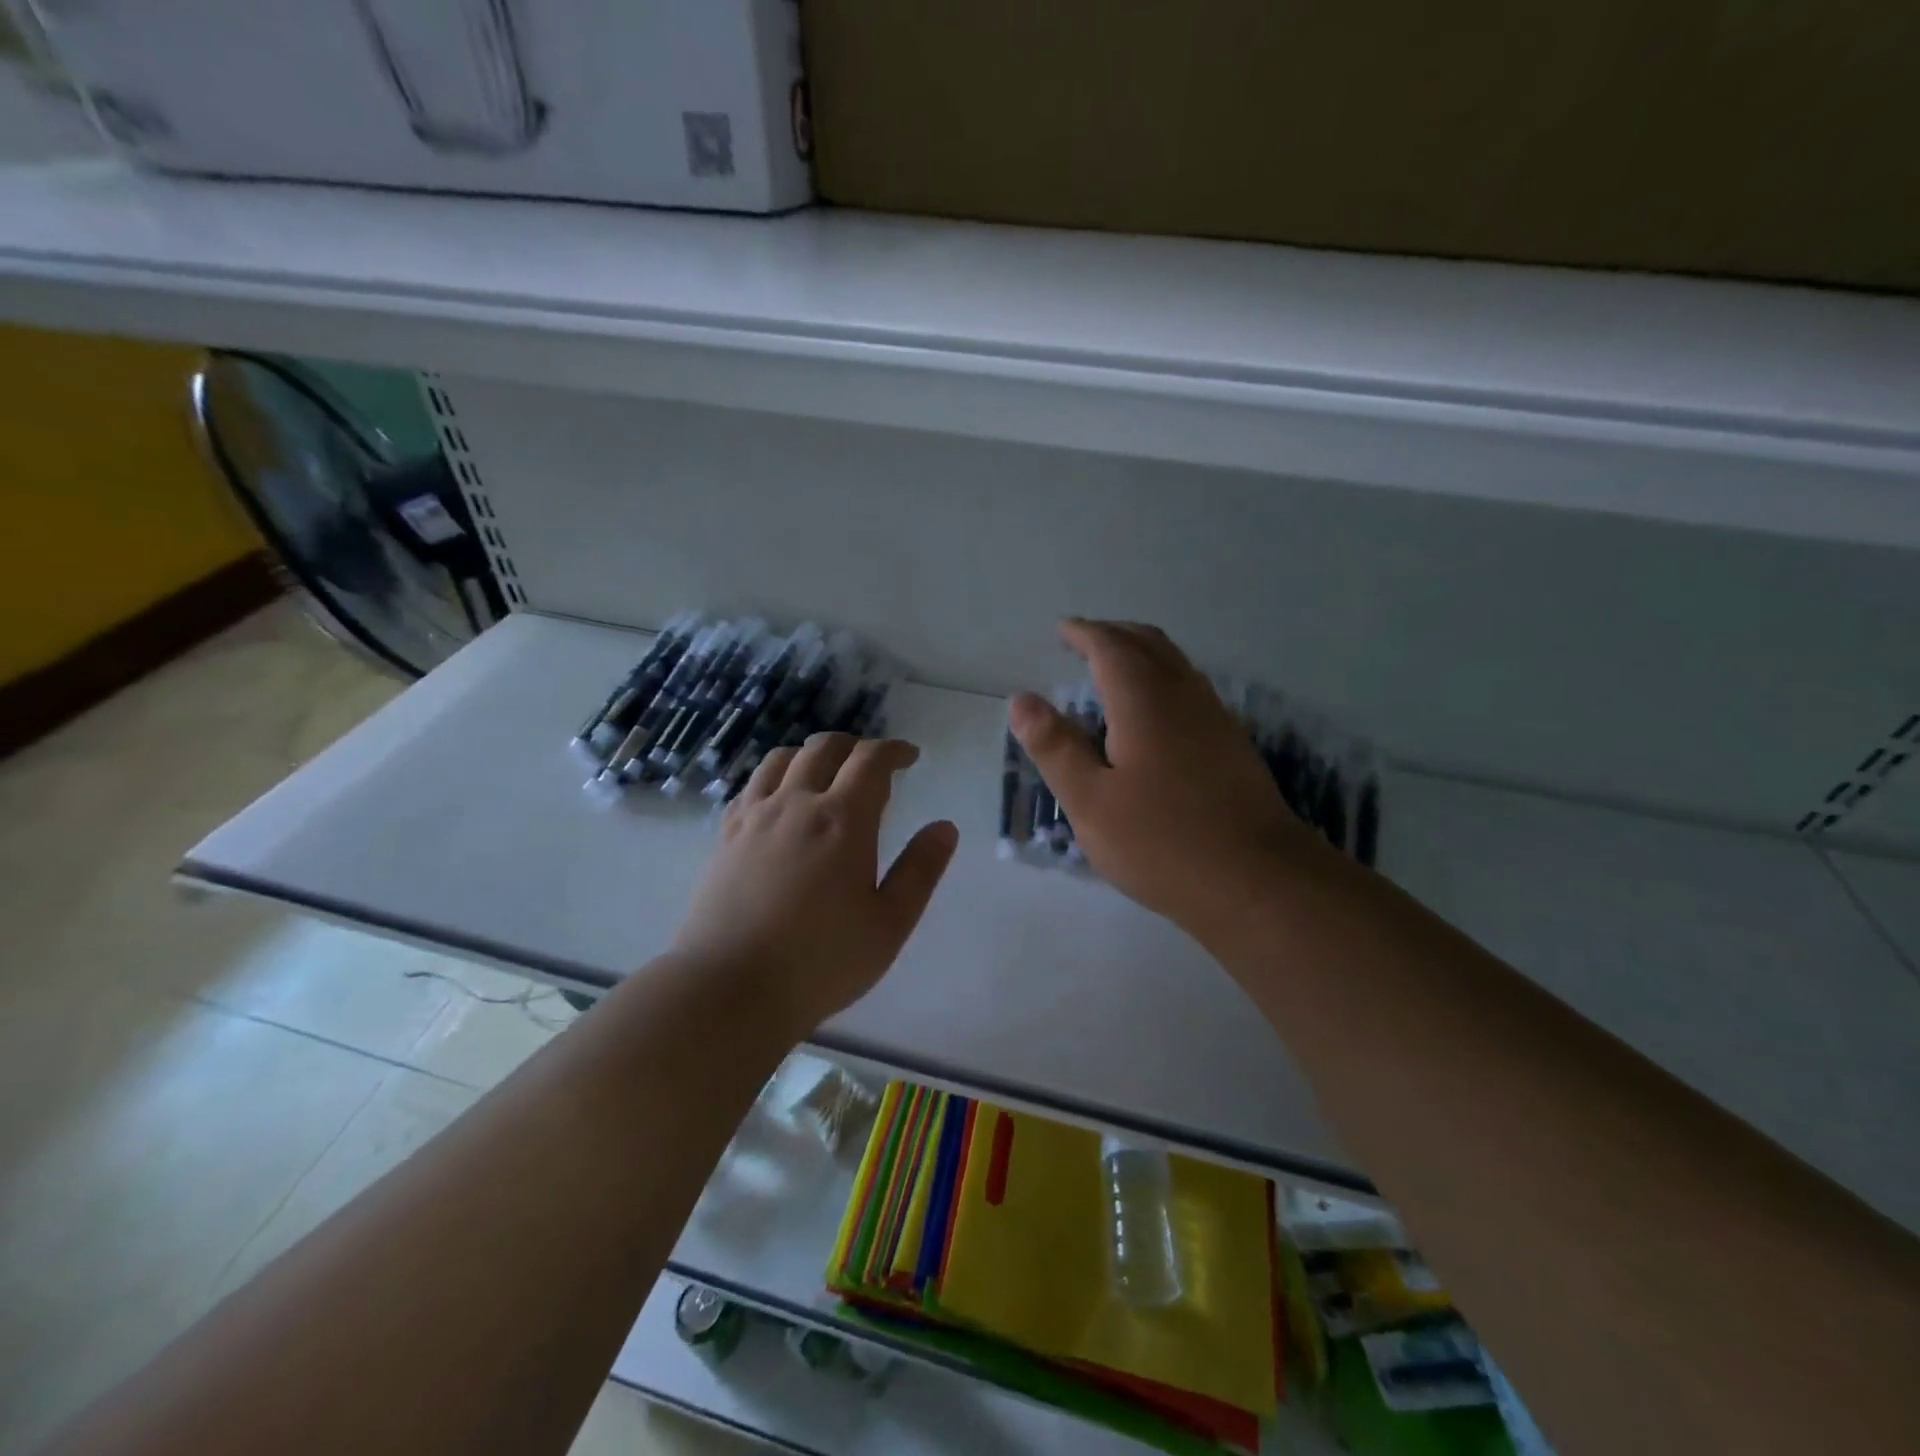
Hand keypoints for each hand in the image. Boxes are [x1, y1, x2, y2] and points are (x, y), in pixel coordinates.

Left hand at [671, 733, 958, 1035]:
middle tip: (871, 762)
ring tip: (824, 772)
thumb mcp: (889, 924)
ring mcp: (754, 818)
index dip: (893, 751)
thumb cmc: (821, 961)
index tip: (908, 757)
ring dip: (810, 754)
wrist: (730, 988)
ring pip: (781, 760)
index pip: (871, 761)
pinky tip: (778, 801)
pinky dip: (774, 778)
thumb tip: (944, 828)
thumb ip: (920, 871)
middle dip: (854, 746)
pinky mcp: (725, 837)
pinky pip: (750, 787)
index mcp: (842, 820)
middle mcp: (796, 804)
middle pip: (824, 749)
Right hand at [1010, 619, 1321, 939]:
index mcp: (1145, 702)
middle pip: (1149, 644)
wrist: (1259, 881)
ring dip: (1141, 654)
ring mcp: (1215, 719)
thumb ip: (1055, 747)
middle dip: (1113, 634)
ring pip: (1175, 664)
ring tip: (1112, 669)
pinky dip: (1161, 679)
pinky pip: (1190, 689)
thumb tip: (1022, 700)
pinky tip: (1152, 713)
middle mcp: (1184, 696)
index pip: (1111, 647)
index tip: (1062, 630)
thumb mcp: (1090, 801)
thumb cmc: (1162, 842)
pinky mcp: (1232, 745)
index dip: (1084, 634)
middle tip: (1083, 641)